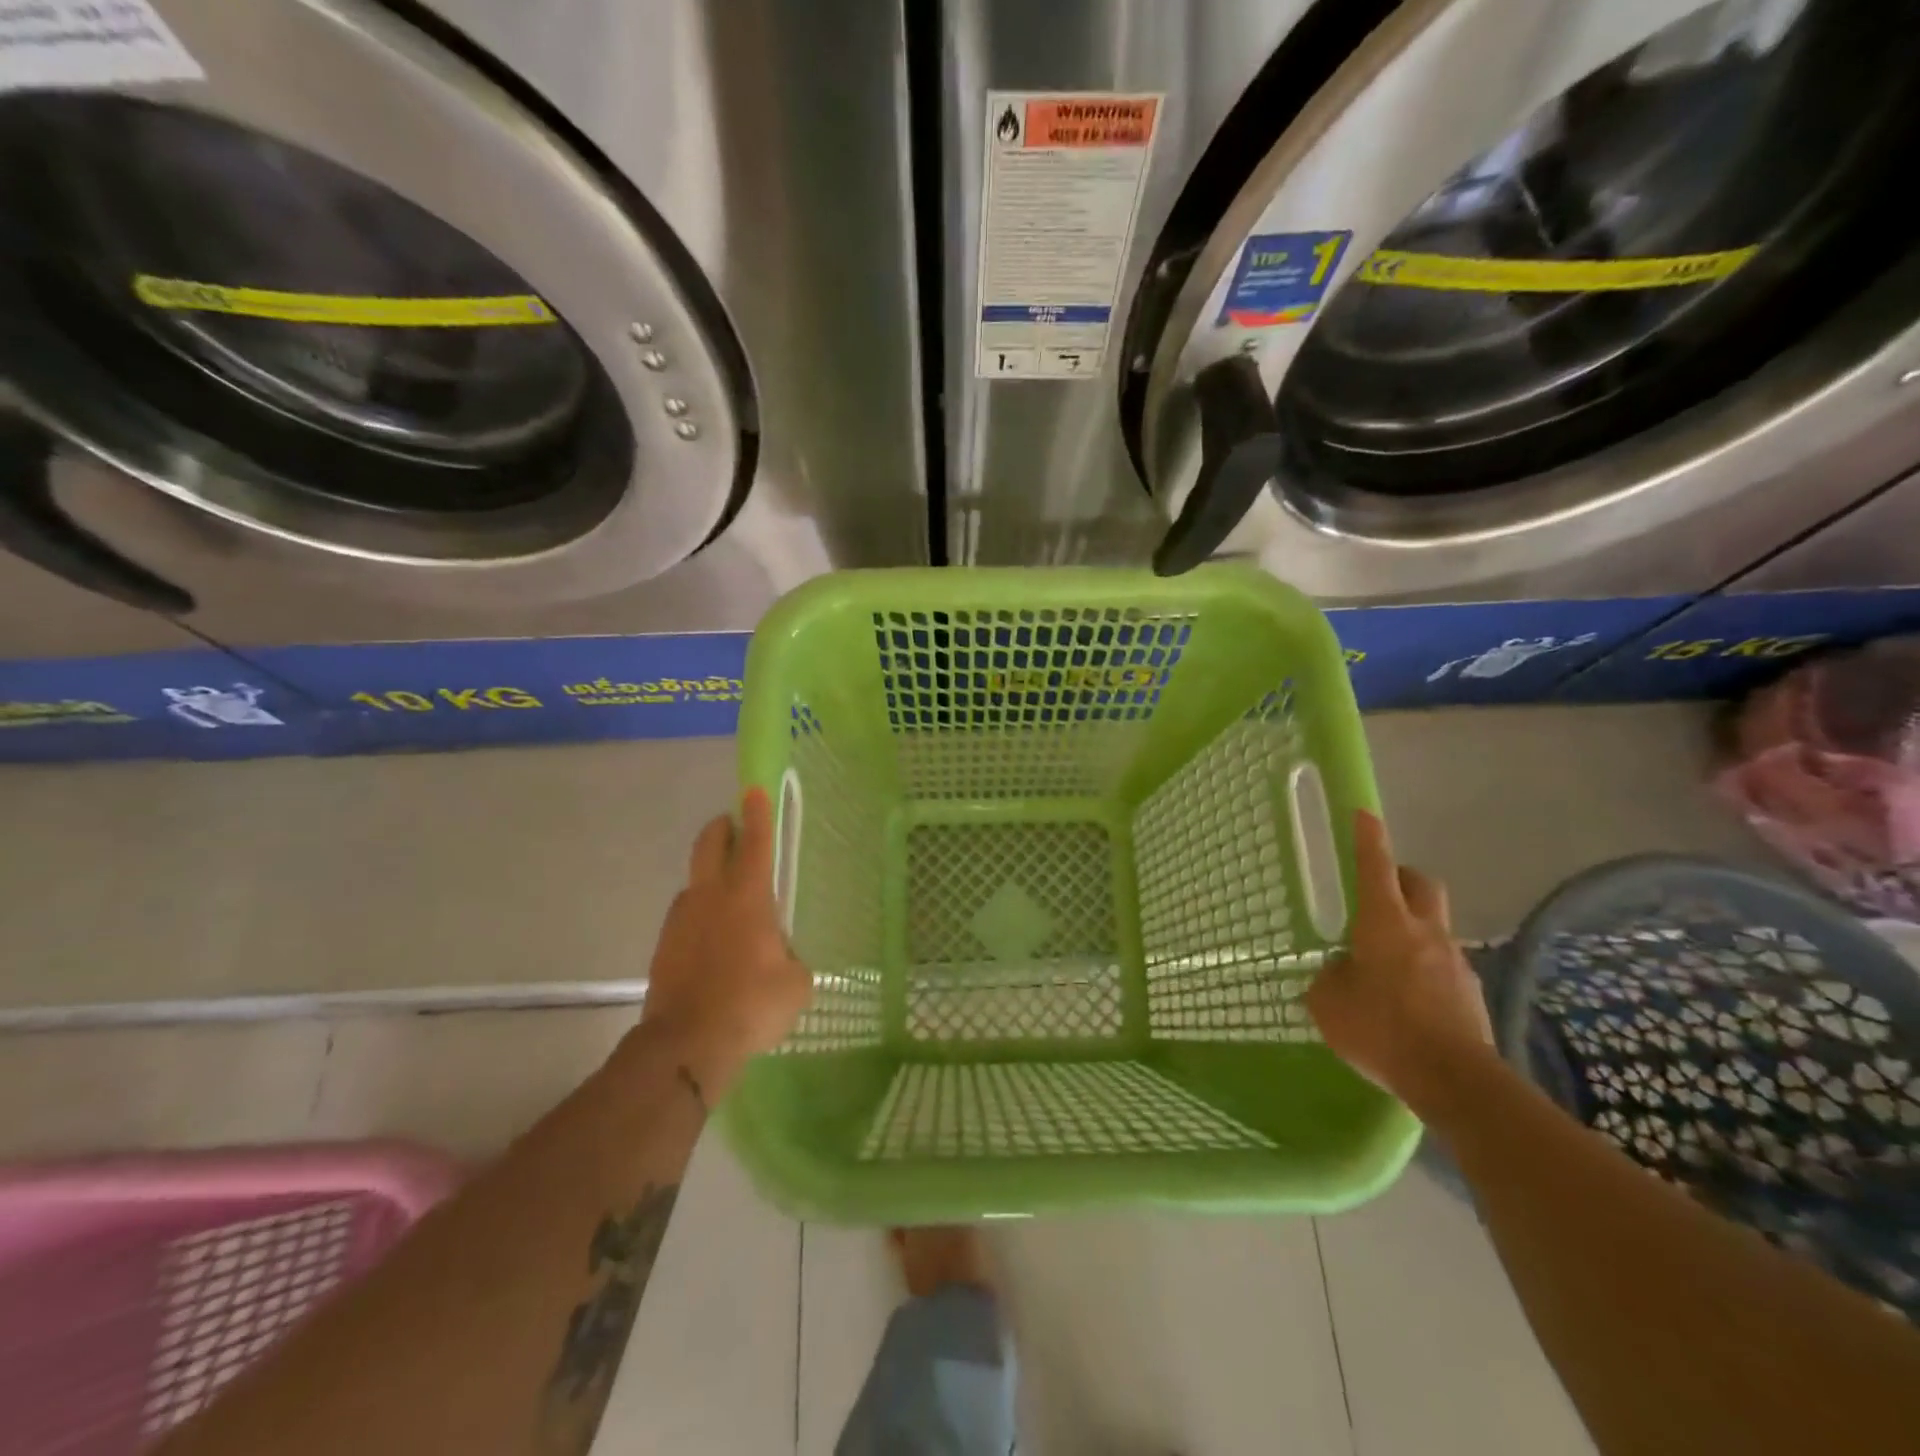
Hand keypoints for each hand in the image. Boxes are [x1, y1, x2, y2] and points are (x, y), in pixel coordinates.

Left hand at [638, 788, 811, 1079]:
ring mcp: (680, 920)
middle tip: (734, 828)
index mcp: (747, 896)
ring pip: (694, 882)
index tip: (754, 790)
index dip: (757, 813)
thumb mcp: (796, 983)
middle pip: (709, 843)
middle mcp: (710, 896)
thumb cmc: (752, 1004)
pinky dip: (699, 917)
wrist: (687, 1044)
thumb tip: (779, 956)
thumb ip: (791, 958)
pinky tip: (713, 944)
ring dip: (710, 878)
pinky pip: (685, 918)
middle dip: (722, 827)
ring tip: (729, 903)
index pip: (755, 842)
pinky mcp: (663, 947)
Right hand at [1306, 811, 1494, 1112]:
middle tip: (1379, 890)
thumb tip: (1340, 971)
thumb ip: (1330, 978)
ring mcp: (1454, 961)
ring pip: (1433, 925)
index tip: (1364, 813)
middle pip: (1421, 883)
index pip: (1375, 867)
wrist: (1455, 1081)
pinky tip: (1407, 1001)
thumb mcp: (1329, 1003)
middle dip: (1401, 876)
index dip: (1368, 838)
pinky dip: (1424, 969)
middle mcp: (1424, 932)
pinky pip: (1443, 965)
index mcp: (1384, 923)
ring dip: (1412, 930)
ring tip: (1384, 963)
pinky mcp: (1471, 993)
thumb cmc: (1381, 1029)